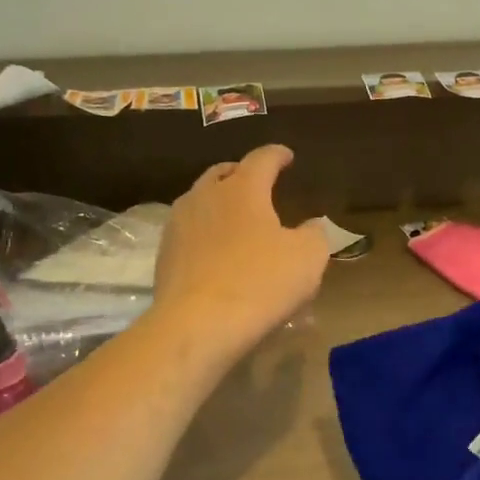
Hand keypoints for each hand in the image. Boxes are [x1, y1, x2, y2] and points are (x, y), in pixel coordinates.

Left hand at [153, 145, 329, 360]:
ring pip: (200, 200)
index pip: (262, 159)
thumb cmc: (260, 283)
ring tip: (234, 217)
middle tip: (257, 183)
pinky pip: (189, 231)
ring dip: (219, 202)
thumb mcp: (307, 258)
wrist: (198, 324)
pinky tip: (214, 250)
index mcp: (242, 189)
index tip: (287, 156)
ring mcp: (178, 224)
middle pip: (223, 173)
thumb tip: (312, 225)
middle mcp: (205, 196)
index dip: (277, 155)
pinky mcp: (164, 254)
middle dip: (241, 174)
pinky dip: (205, 232)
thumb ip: (315, 234)